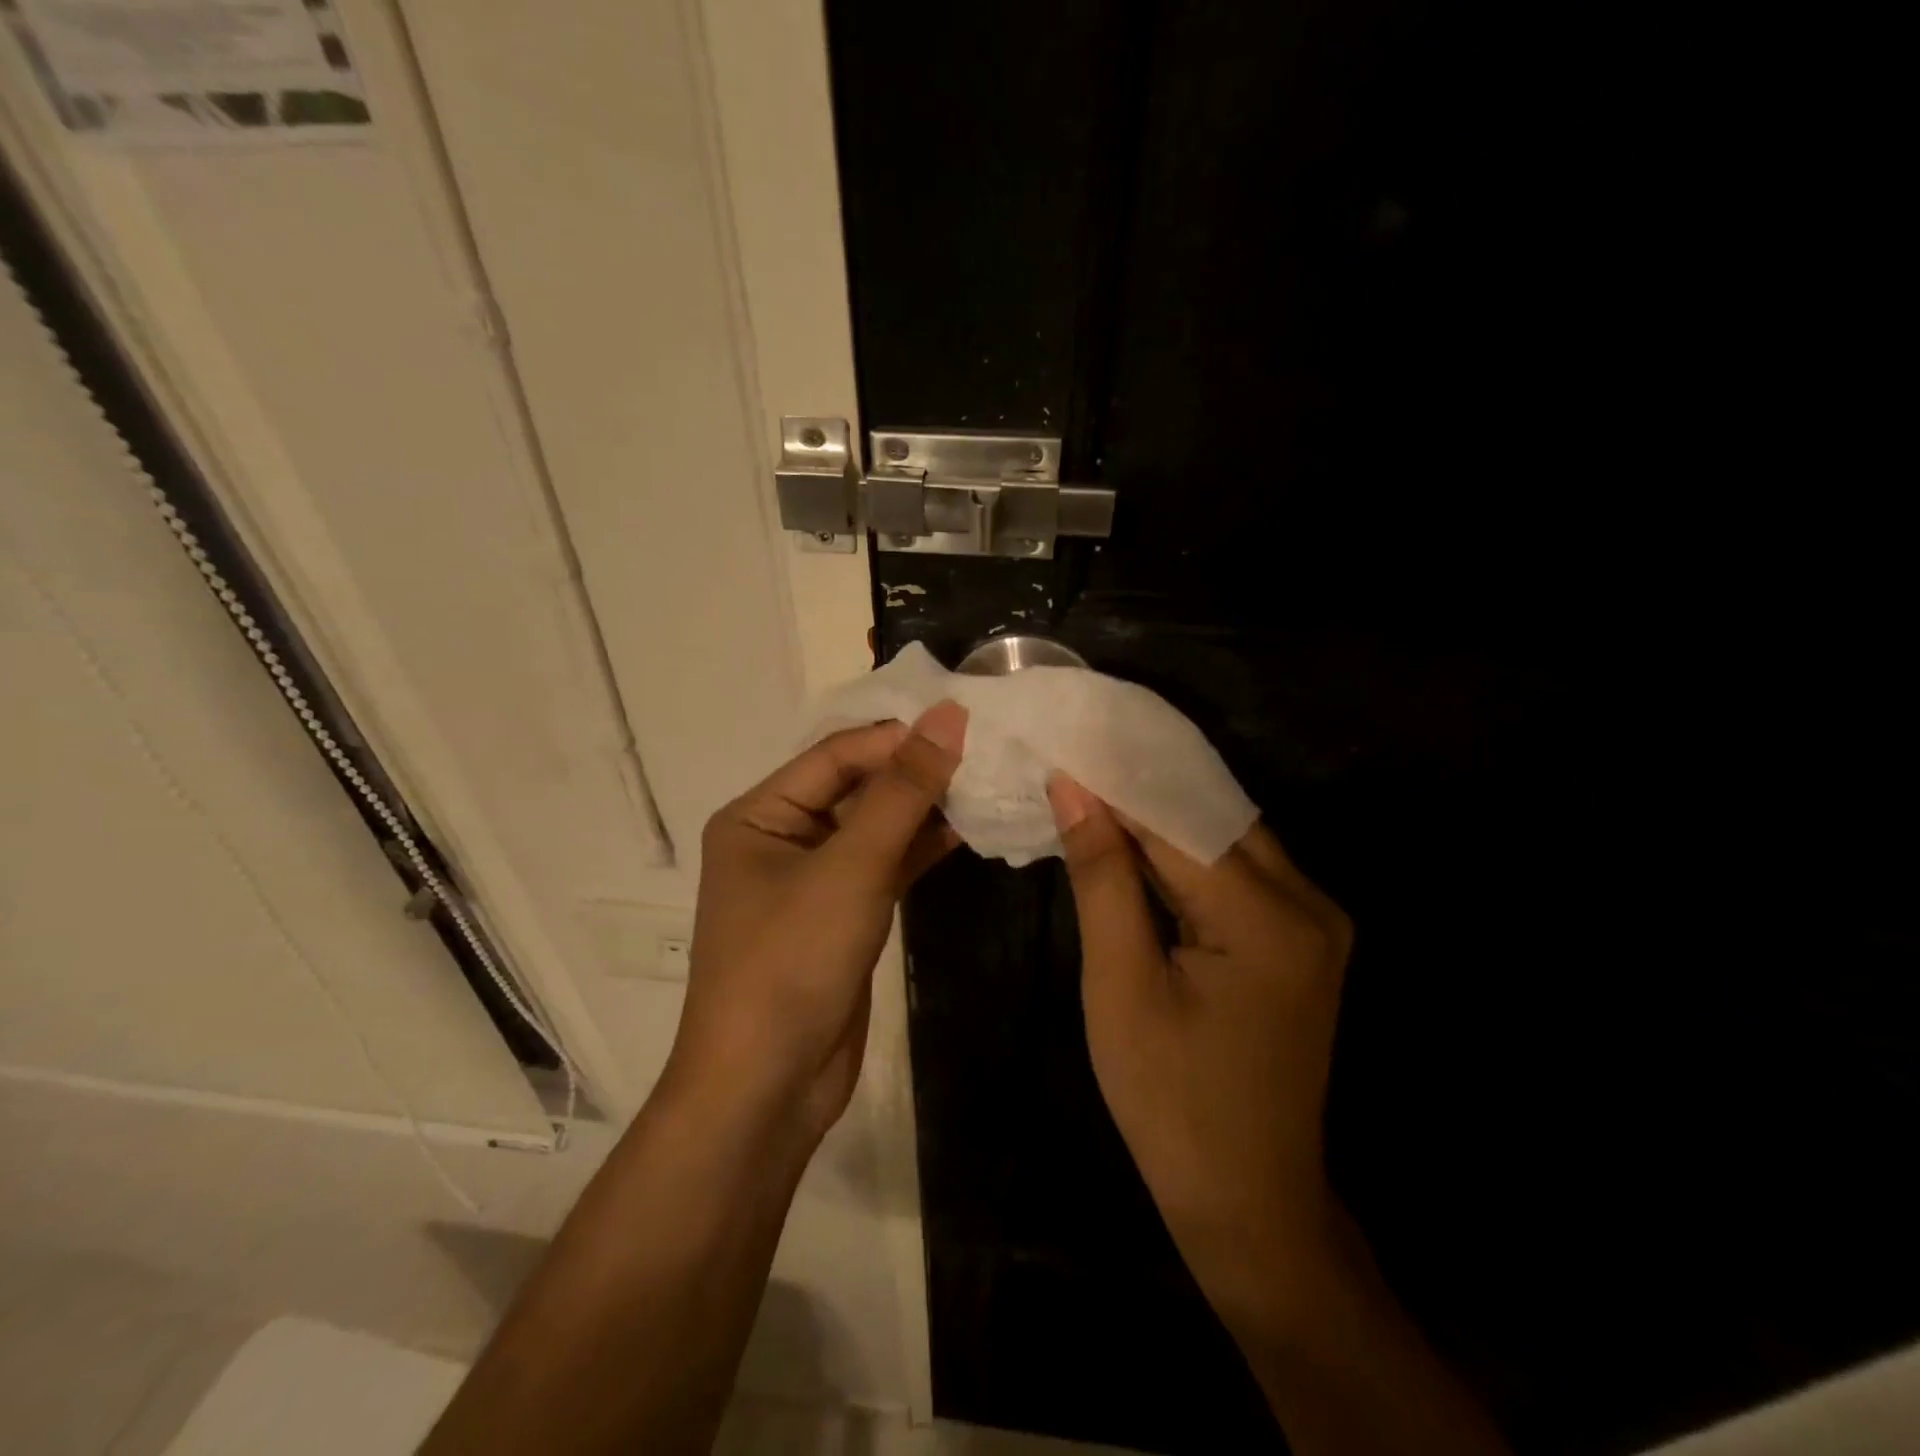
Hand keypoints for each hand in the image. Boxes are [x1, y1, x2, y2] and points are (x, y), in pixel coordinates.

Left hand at [661, 704, 965, 1150]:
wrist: (766, 1088)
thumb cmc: (791, 963)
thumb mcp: (850, 869)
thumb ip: (902, 792)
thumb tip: (947, 717)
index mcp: (759, 815)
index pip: (836, 757)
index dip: (898, 738)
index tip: (964, 723)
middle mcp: (781, 838)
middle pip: (857, 788)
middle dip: (915, 772)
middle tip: (985, 751)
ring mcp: (814, 879)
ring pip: (876, 827)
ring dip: (925, 809)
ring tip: (988, 784)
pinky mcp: (843, 915)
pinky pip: (885, 865)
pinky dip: (922, 849)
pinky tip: (969, 829)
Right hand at [1047, 776, 1353, 1316]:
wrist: (1249, 1198)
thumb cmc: (1170, 1102)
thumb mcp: (1119, 987)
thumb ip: (1102, 878)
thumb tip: (1074, 788)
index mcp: (1267, 920)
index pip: (1178, 819)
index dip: (1116, 779)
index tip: (1063, 741)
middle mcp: (1309, 903)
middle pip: (1211, 817)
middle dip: (1140, 787)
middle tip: (1074, 755)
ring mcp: (1315, 920)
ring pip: (1226, 837)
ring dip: (1161, 815)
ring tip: (1094, 782)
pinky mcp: (1302, 936)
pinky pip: (1238, 869)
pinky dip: (1185, 851)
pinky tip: (1137, 836)